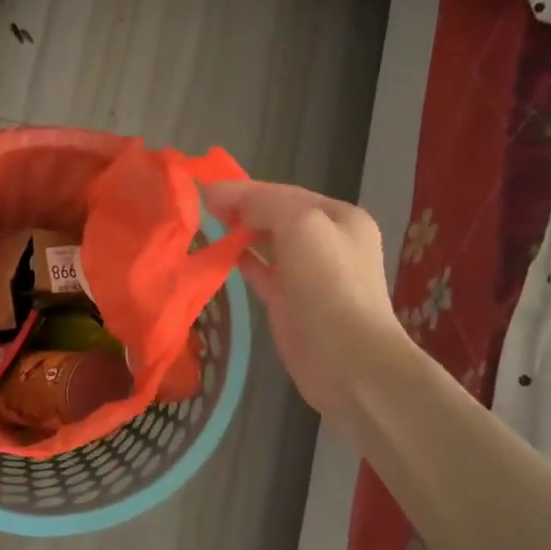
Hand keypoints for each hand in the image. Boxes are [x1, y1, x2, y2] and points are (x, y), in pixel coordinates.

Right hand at [203, 180, 405, 422]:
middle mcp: (329, 242)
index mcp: (341, 218)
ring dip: (240, 234)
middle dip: (243, 209)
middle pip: (278, 217)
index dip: (245, 190)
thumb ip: (265, 204)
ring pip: (269, 244)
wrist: (348, 360)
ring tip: (206, 226)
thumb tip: (231, 202)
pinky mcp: (291, 303)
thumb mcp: (300, 226)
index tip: (205, 191)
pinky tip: (221, 255)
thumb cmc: (328, 285)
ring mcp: (310, 275)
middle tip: (202, 207)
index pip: (285, 193)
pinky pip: (262, 273)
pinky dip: (243, 261)